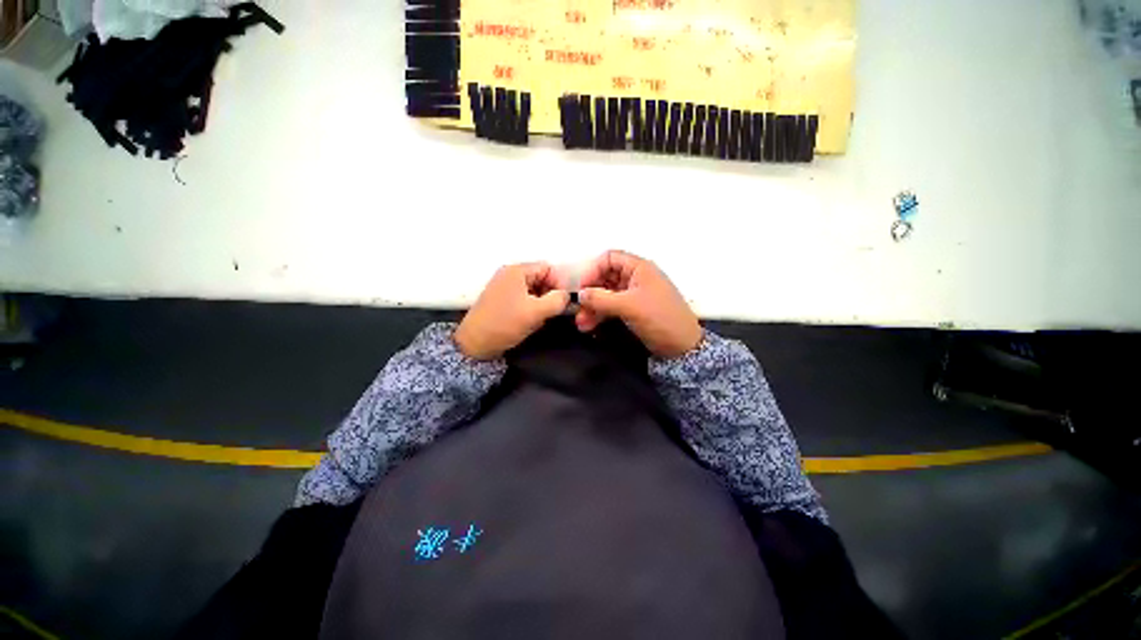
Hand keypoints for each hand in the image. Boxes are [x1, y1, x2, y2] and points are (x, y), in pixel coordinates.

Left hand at [455, 263, 568, 359]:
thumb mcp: (536, 312)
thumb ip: (557, 301)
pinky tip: (529, 321)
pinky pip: (523, 298)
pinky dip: (530, 307)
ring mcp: (503, 287)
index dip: (558, 284)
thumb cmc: (505, 323)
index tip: (562, 302)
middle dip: (549, 294)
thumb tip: (566, 296)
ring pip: (533, 289)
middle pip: (540, 278)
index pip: (548, 268)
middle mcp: (509, 274)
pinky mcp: (500, 299)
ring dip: (541, 303)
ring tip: (539, 318)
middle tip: (551, 312)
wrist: (474, 343)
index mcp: (517, 271)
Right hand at [575, 250, 701, 358]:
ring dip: (592, 307)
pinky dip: (600, 315)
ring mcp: (633, 294)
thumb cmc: (660, 318)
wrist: (682, 347)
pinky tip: (589, 326)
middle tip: (577, 308)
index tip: (581, 288)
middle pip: (605, 277)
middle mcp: (635, 277)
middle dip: (590, 293)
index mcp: (639, 268)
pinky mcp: (632, 310)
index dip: (593, 270)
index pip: (609, 259)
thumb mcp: (630, 306)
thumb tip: (580, 294)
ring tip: (581, 323)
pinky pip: (611, 307)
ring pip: (606, 295)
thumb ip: (602, 299)